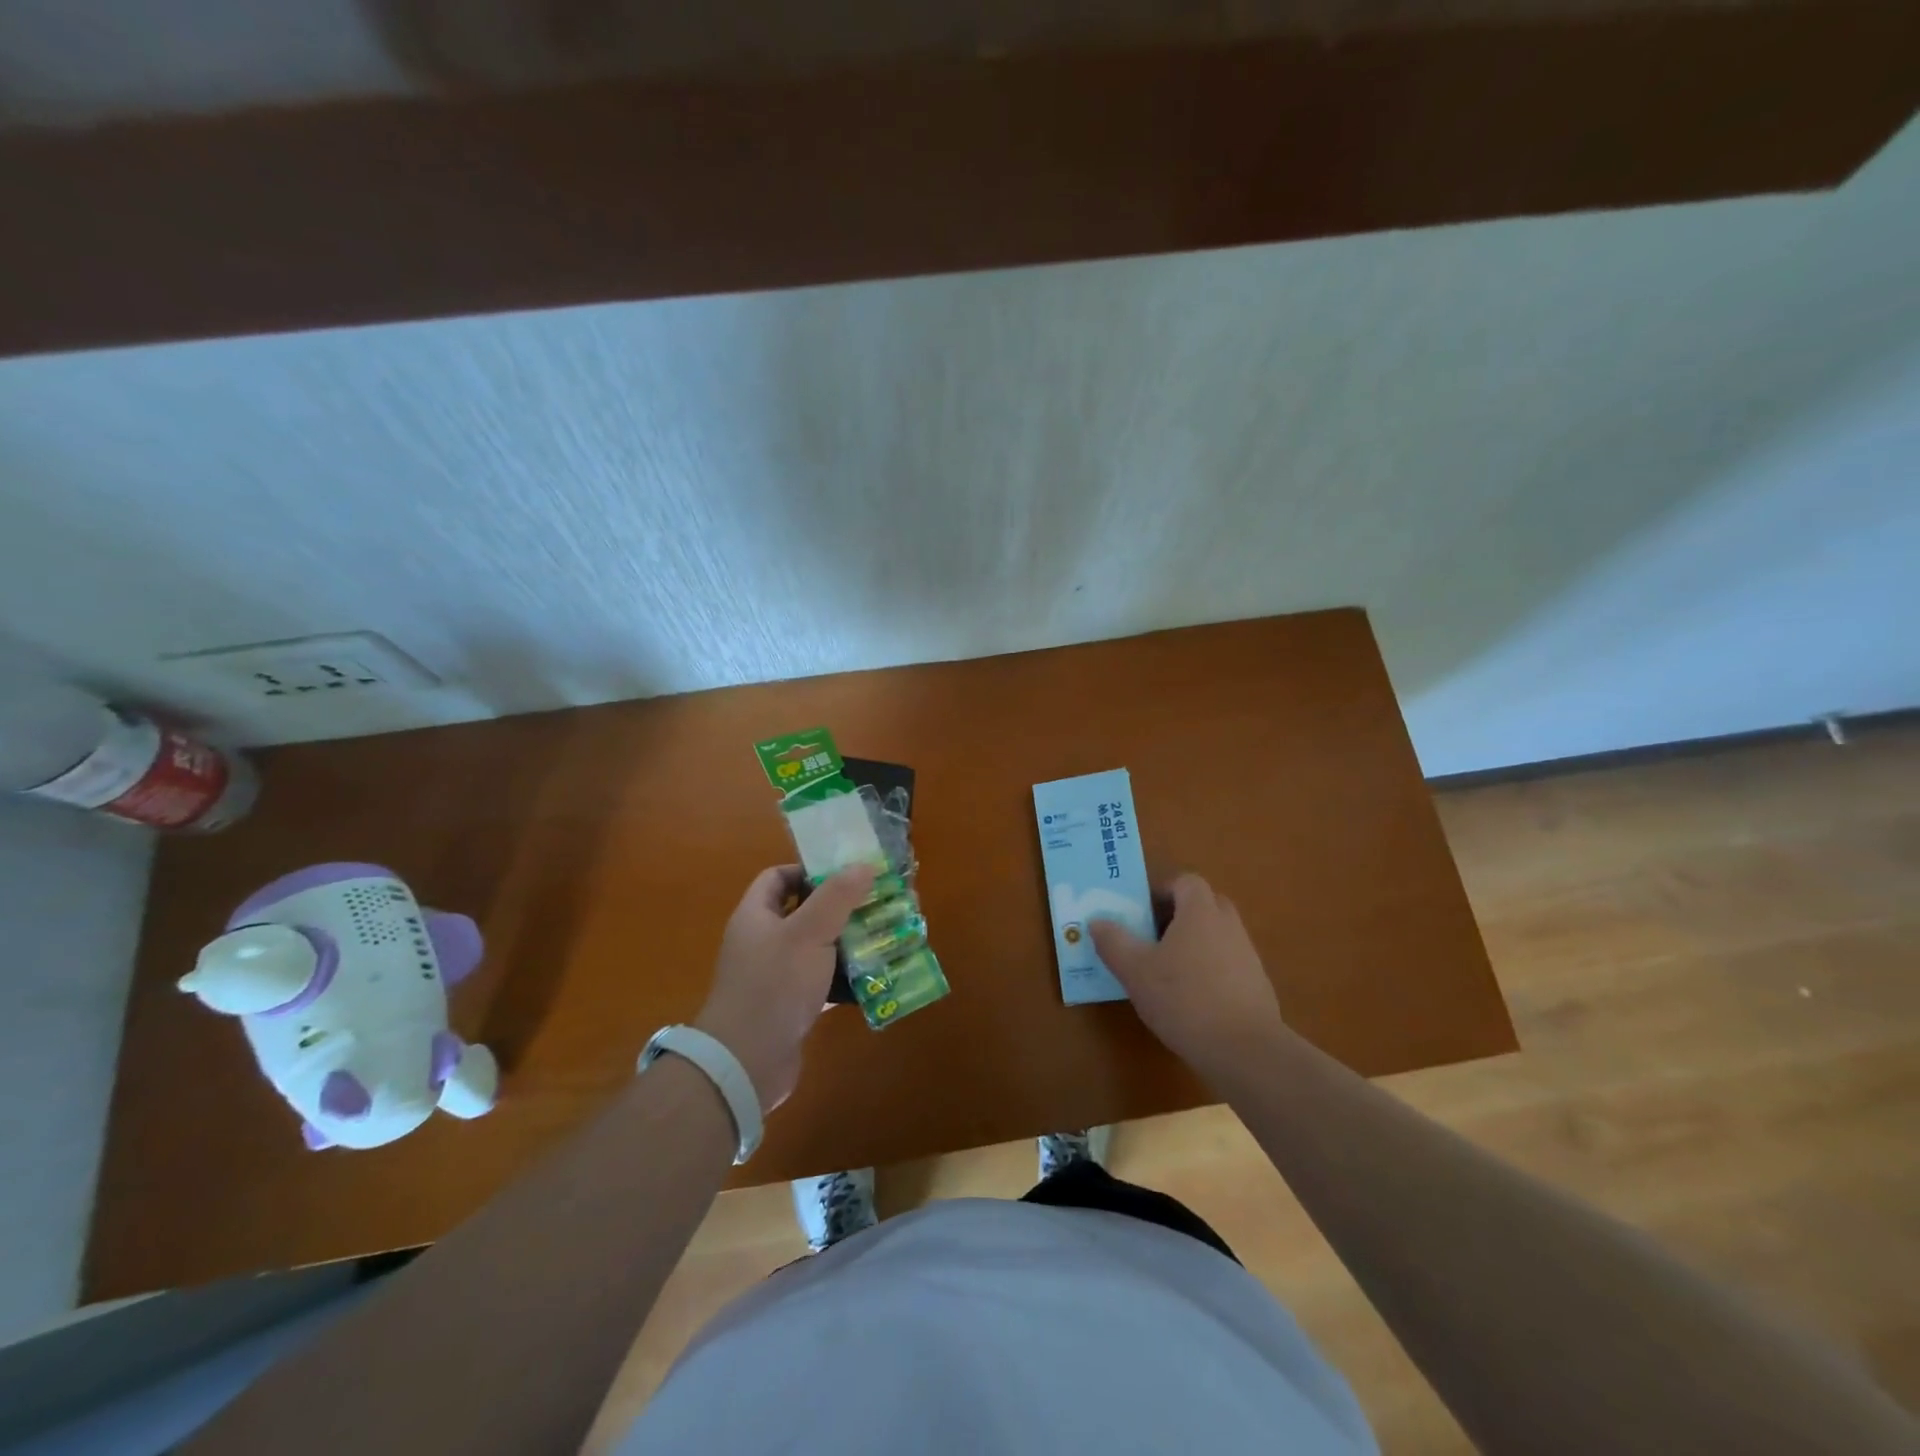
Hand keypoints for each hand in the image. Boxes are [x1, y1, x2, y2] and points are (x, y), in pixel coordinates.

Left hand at [696, 863, 875, 1112]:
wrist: (746, 1063)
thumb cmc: (775, 985)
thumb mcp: (810, 932)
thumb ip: (838, 896)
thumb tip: (864, 864)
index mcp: (756, 916)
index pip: (778, 877)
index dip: (809, 870)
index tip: (847, 875)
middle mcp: (761, 942)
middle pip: (802, 912)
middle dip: (839, 908)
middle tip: (875, 904)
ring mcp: (774, 976)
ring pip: (815, 949)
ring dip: (846, 944)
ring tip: (882, 937)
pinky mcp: (789, 1007)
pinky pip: (820, 982)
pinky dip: (843, 979)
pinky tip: (873, 979)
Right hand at [1089, 873, 1289, 1081]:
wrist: (1244, 1050)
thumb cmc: (1184, 999)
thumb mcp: (1135, 971)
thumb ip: (1113, 942)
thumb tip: (1097, 921)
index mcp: (1200, 912)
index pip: (1186, 882)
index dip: (1163, 891)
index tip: (1143, 913)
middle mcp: (1228, 925)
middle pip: (1205, 904)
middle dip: (1180, 915)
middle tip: (1153, 937)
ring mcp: (1247, 955)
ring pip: (1218, 935)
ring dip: (1195, 944)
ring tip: (1169, 972)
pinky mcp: (1257, 985)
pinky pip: (1229, 964)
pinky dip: (1211, 971)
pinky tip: (1193, 1000)